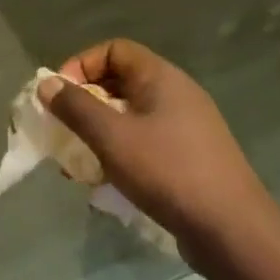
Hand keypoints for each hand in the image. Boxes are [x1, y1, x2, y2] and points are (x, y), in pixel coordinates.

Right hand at [37, 40, 275, 258]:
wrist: (232, 230)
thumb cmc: (168, 171)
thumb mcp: (112, 137)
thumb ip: (76, 108)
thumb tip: (46, 83)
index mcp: (161, 77)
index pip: (114, 49)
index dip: (82, 64)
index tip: (60, 95)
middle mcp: (176, 93)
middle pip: (121, 81)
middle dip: (87, 103)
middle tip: (65, 130)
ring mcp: (188, 126)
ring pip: (132, 115)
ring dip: (101, 133)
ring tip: (80, 164)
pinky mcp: (192, 157)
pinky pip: (147, 141)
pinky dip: (123, 153)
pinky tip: (109, 183)